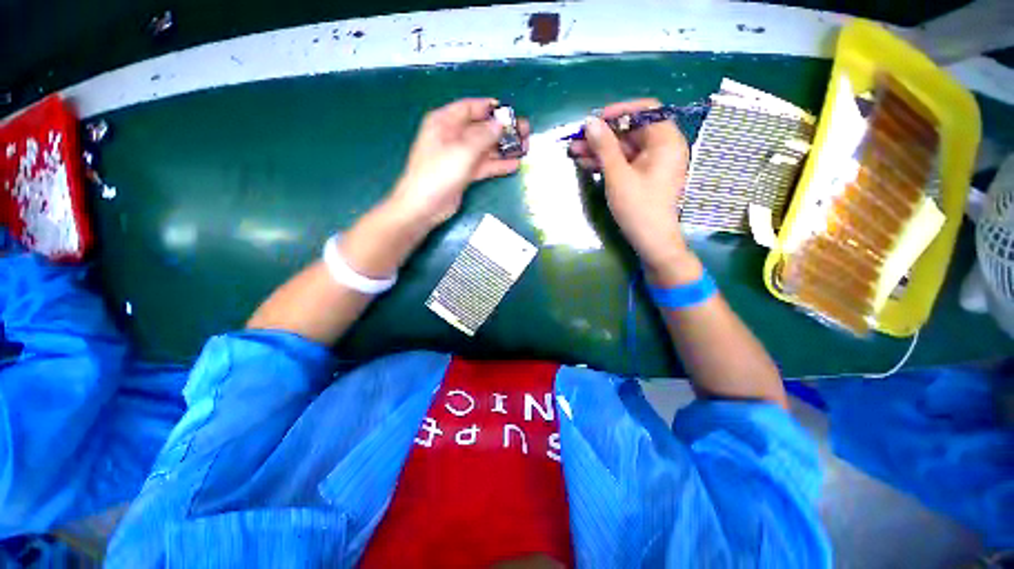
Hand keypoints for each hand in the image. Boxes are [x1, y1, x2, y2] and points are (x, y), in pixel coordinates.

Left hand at [387, 98, 529, 231]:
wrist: (424, 206)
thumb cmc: (438, 173)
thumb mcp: (462, 151)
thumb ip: (484, 136)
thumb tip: (501, 124)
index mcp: (445, 122)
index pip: (470, 107)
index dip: (490, 108)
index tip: (511, 112)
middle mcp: (452, 136)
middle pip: (481, 128)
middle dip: (503, 130)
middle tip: (525, 132)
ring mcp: (459, 157)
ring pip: (485, 148)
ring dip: (504, 148)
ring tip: (525, 148)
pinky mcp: (464, 174)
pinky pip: (484, 165)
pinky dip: (497, 165)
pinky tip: (514, 165)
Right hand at [568, 99, 694, 281]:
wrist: (651, 241)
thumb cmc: (638, 208)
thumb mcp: (618, 176)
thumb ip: (604, 147)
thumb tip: (590, 122)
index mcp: (666, 141)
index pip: (646, 111)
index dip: (619, 112)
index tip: (595, 121)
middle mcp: (663, 147)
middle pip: (631, 130)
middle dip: (602, 135)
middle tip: (577, 139)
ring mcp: (653, 163)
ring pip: (624, 148)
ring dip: (600, 149)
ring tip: (574, 152)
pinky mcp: (643, 176)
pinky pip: (625, 162)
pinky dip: (607, 162)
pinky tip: (586, 163)